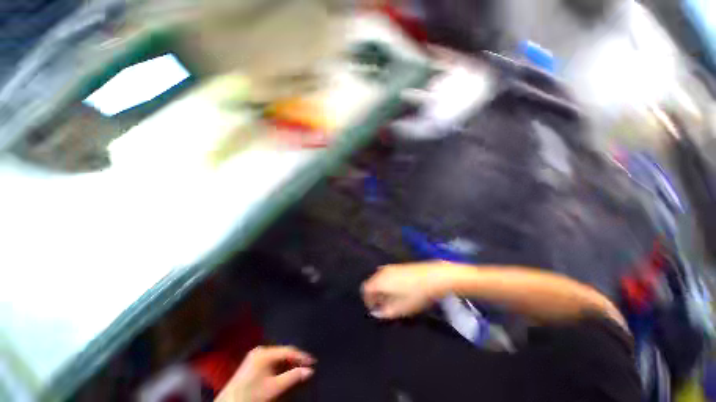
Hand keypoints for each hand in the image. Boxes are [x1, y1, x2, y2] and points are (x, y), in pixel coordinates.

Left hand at [217, 346, 314, 401]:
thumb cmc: (252, 396)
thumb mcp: (274, 388)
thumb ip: (293, 377)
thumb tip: (310, 371)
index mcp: (265, 352)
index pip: (289, 351)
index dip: (302, 356)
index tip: (313, 362)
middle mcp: (260, 350)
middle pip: (283, 353)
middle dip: (295, 361)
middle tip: (307, 367)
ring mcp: (255, 356)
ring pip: (277, 358)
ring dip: (288, 365)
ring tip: (298, 371)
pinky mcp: (252, 363)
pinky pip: (271, 362)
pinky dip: (279, 368)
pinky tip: (285, 374)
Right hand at [361, 262, 451, 318]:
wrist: (432, 276)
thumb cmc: (415, 294)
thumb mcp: (400, 308)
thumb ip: (385, 312)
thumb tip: (376, 313)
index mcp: (379, 281)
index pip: (365, 290)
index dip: (367, 301)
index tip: (375, 310)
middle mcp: (381, 271)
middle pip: (371, 283)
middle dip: (374, 295)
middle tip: (383, 306)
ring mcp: (390, 267)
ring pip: (379, 279)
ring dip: (381, 289)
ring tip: (391, 299)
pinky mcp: (398, 265)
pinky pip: (386, 275)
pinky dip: (387, 283)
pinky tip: (397, 290)